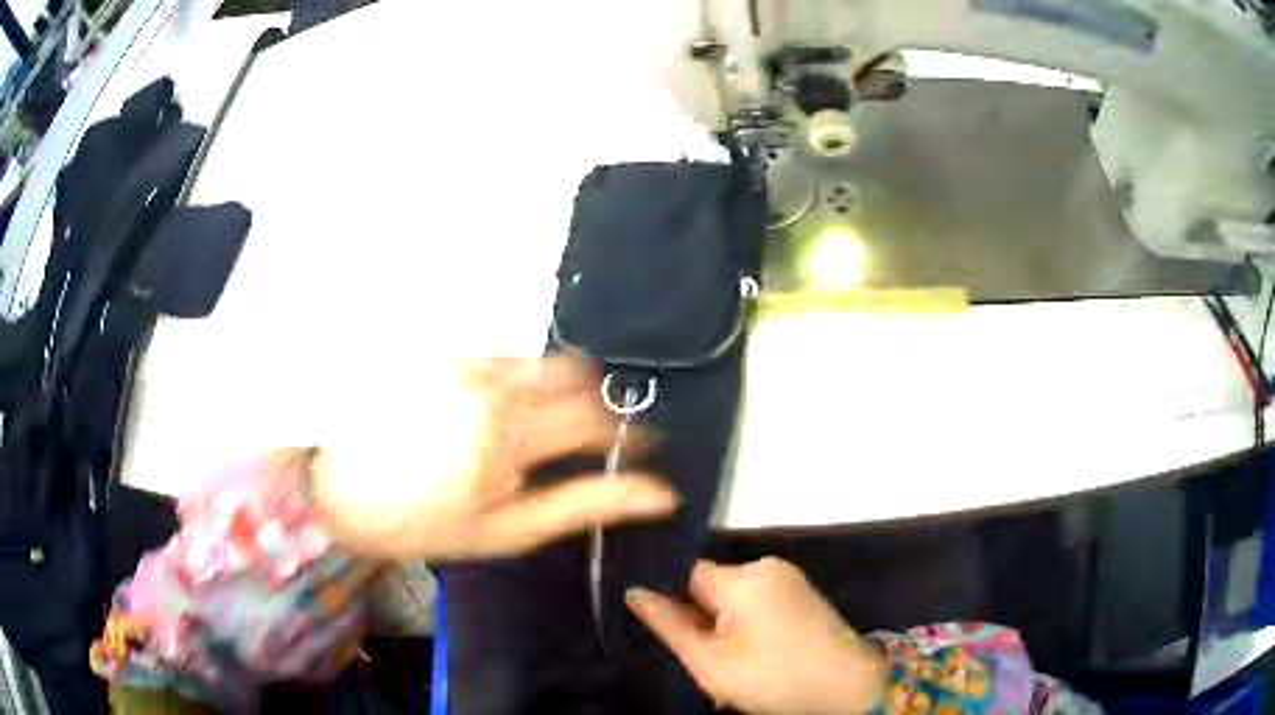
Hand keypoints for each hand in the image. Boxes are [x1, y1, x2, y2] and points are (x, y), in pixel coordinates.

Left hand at [313, 357, 677, 560]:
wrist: (342, 490)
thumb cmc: (426, 523)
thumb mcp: (509, 530)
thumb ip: (584, 504)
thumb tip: (657, 493)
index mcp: (512, 439)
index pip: (596, 421)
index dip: (627, 433)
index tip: (639, 445)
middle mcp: (490, 389)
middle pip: (574, 380)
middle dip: (594, 409)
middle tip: (584, 439)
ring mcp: (462, 365)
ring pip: (540, 363)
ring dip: (556, 389)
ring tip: (536, 426)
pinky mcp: (440, 355)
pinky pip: (501, 357)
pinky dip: (515, 380)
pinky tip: (491, 410)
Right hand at [627, 558, 887, 714]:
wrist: (846, 686)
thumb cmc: (775, 677)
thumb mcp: (711, 662)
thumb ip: (670, 625)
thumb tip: (635, 592)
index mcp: (742, 578)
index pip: (686, 573)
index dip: (673, 602)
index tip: (674, 631)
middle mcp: (766, 566)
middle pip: (711, 584)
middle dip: (701, 616)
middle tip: (707, 655)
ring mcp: (788, 577)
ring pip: (733, 595)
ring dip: (724, 622)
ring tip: (734, 659)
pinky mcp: (802, 590)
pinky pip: (758, 598)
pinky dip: (748, 621)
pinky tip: (756, 651)